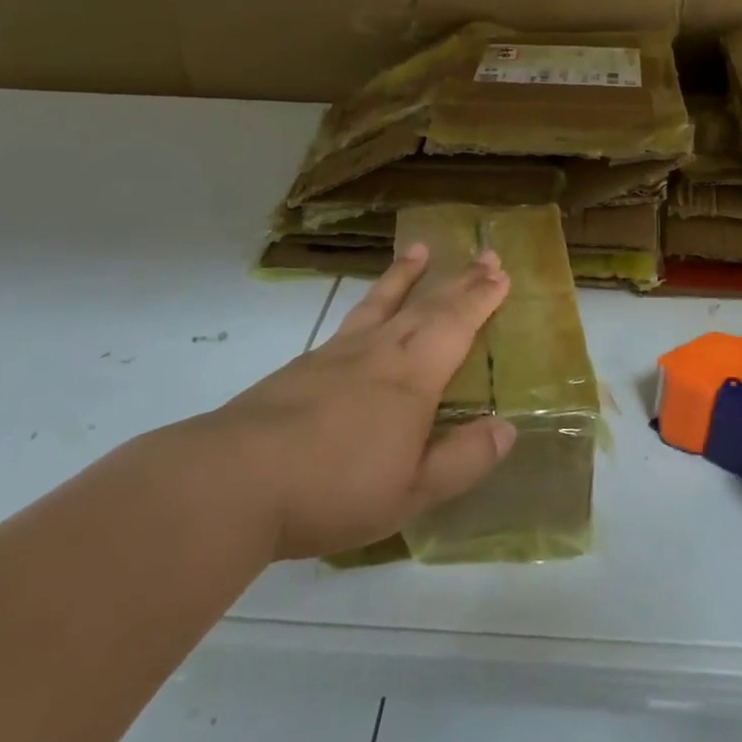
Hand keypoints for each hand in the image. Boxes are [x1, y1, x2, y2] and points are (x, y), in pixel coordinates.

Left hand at [204, 245, 515, 560]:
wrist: (234, 480)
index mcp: (413, 377)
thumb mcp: (411, 492)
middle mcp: (380, 352)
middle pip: (427, 305)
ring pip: (383, 302)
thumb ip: (462, 460)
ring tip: (421, 249)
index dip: (481, 299)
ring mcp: (338, 354)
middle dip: (460, 281)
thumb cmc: (333, 488)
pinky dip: (368, 303)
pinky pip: (351, 320)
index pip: (456, 325)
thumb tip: (507, 429)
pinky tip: (366, 313)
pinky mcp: (304, 365)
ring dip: (407, 275)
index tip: (501, 274)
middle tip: (485, 256)